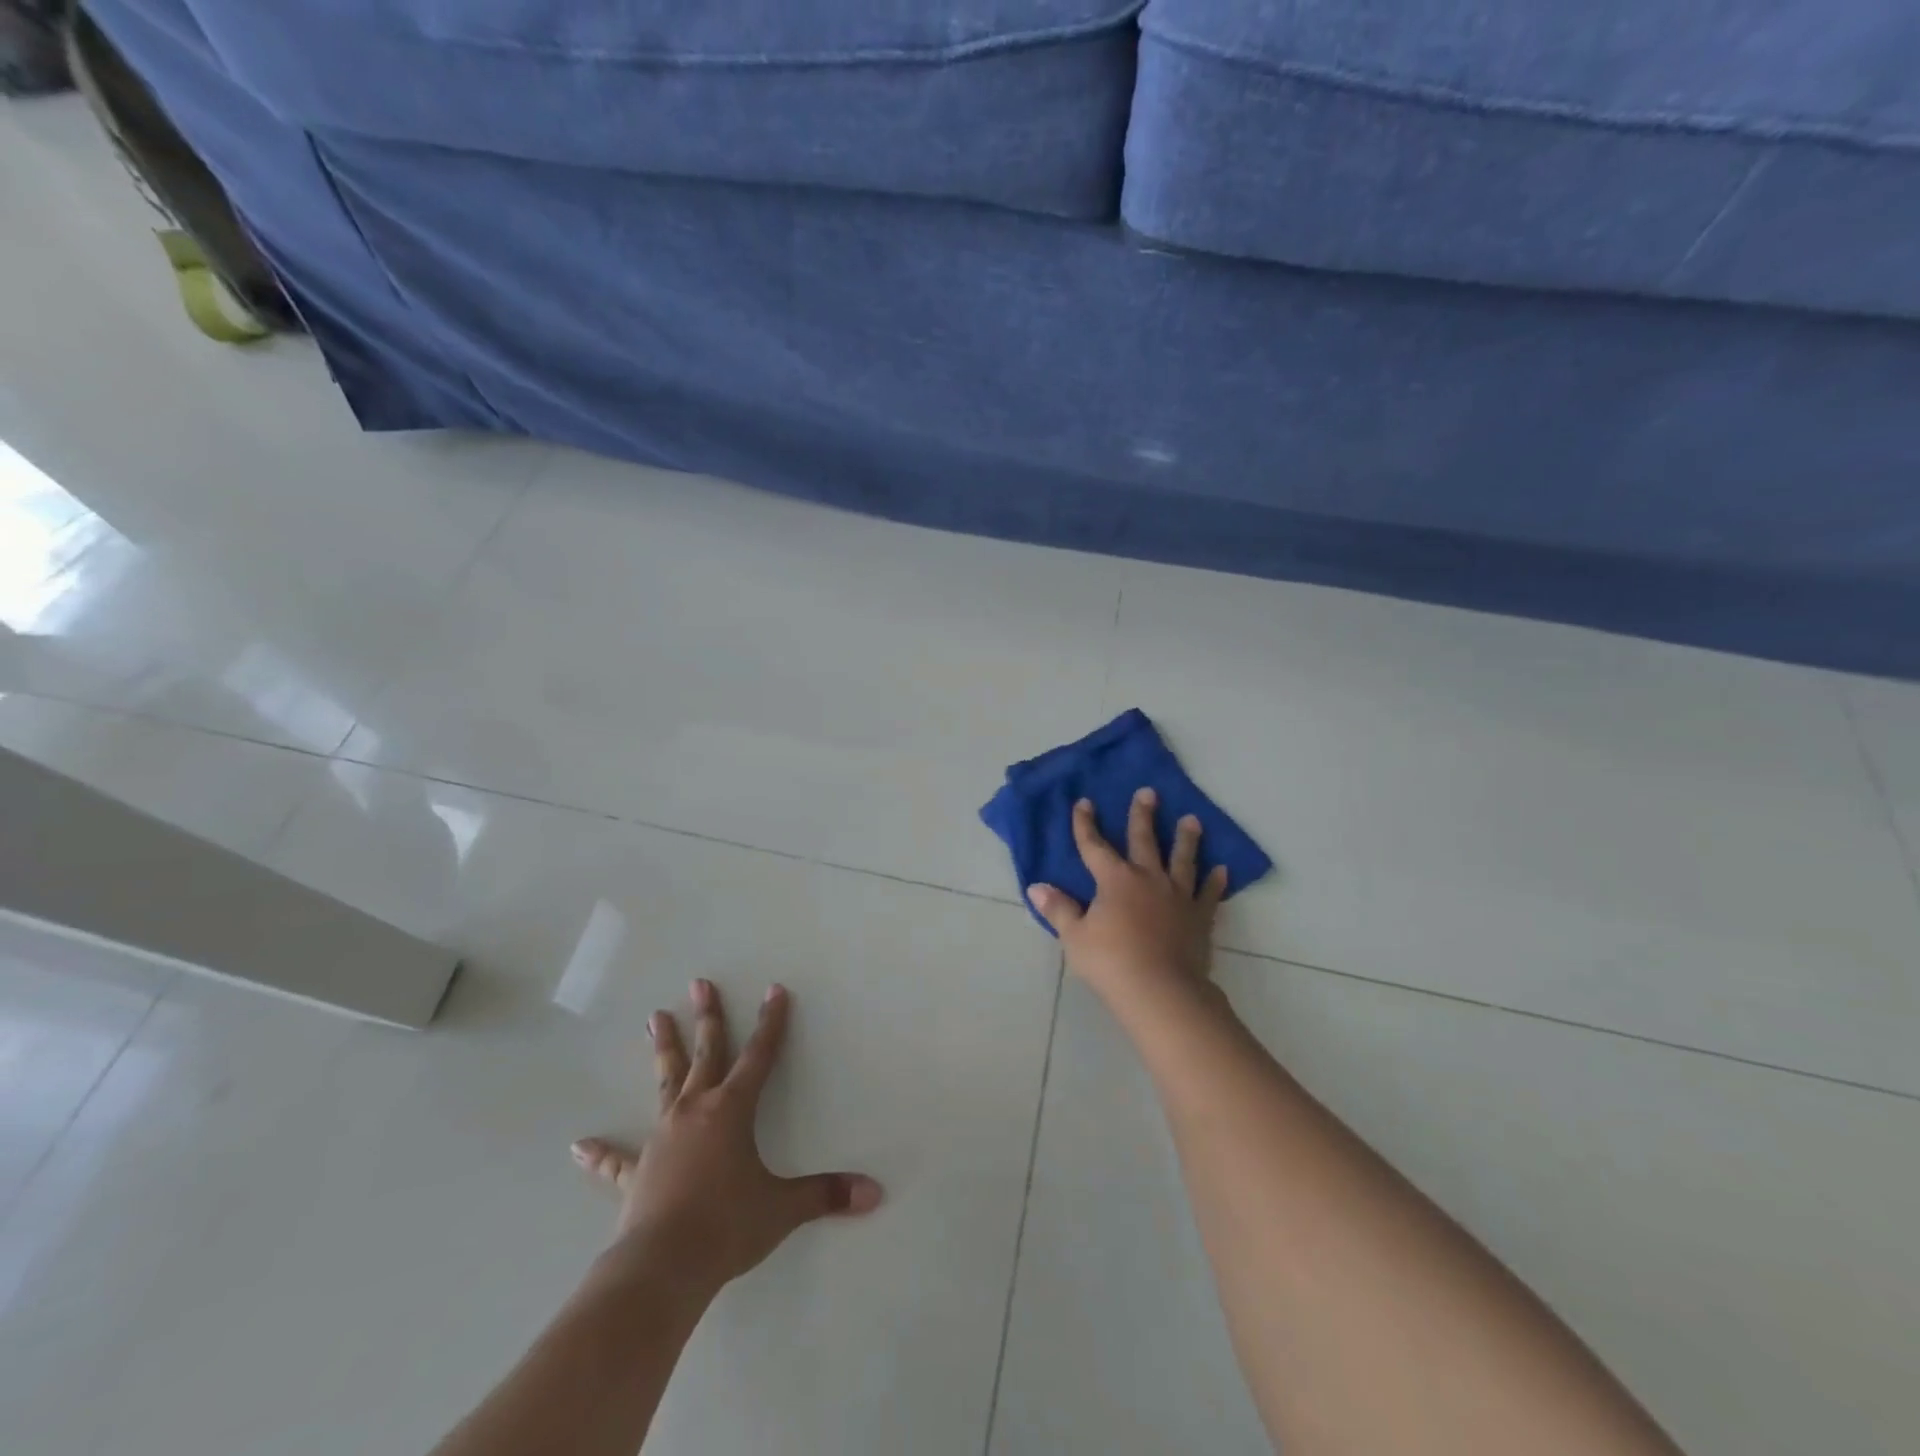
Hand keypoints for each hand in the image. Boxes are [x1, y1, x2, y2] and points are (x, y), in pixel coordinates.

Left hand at [571, 980, 882, 1298]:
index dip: (771, 1023)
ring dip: (663, 1050)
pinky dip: (602, 1153)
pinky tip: (581, 1146)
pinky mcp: (636, 1172)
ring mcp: (661, 1138)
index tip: (774, 990)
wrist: (662, 1267)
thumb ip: (826, 1195)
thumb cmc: (727, 1226)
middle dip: (708, 1017)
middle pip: (705, 1053)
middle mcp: (695, 1111)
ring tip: (654, 1017)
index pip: (759, 1056)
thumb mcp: (782, 1208)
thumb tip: (874, 1193)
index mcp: (731, 1110)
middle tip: (699, 983)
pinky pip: (617, 1160)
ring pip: (665, 1083)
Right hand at [1028, 789, 1227, 1004]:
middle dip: (1143, 815)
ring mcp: (1177, 896)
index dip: (1085, 824)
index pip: (1094, 846)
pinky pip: (1209, 894)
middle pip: (1144, 840)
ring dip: (1186, 839)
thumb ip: (1059, 909)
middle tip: (1149, 792)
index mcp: (1114, 880)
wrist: (1160, 990)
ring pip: (1182, 859)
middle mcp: (1147, 878)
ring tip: (1192, 820)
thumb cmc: (1111, 962)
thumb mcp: (1075, 937)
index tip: (1084, 803)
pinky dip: (1215, 881)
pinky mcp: (1199, 917)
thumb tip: (1036, 887)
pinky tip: (1222, 870)